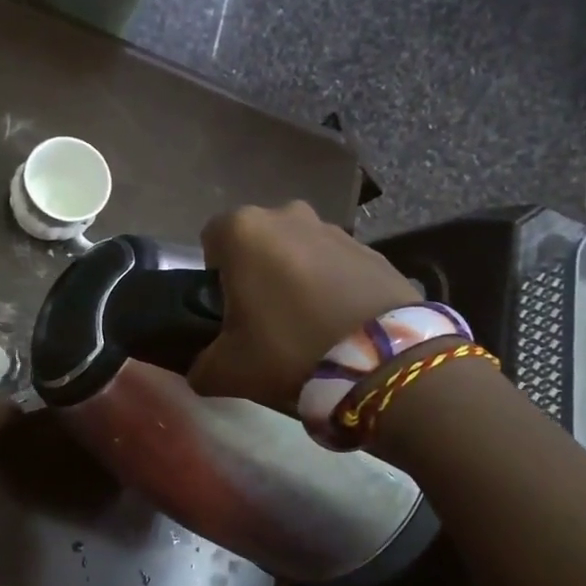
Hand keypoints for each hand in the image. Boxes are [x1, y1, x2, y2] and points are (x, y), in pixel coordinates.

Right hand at [189, 202, 420, 407]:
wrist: (384, 361)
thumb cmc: (289, 349)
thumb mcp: (228, 370)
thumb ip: (202, 366)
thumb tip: (201, 370)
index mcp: (243, 230)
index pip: (211, 239)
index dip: (213, 276)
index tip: (227, 311)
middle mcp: (287, 215)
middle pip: (257, 242)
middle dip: (256, 272)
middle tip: (264, 319)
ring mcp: (334, 229)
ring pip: (298, 250)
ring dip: (295, 276)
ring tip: (306, 324)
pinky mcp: (372, 249)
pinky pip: (336, 264)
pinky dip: (332, 285)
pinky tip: (339, 324)